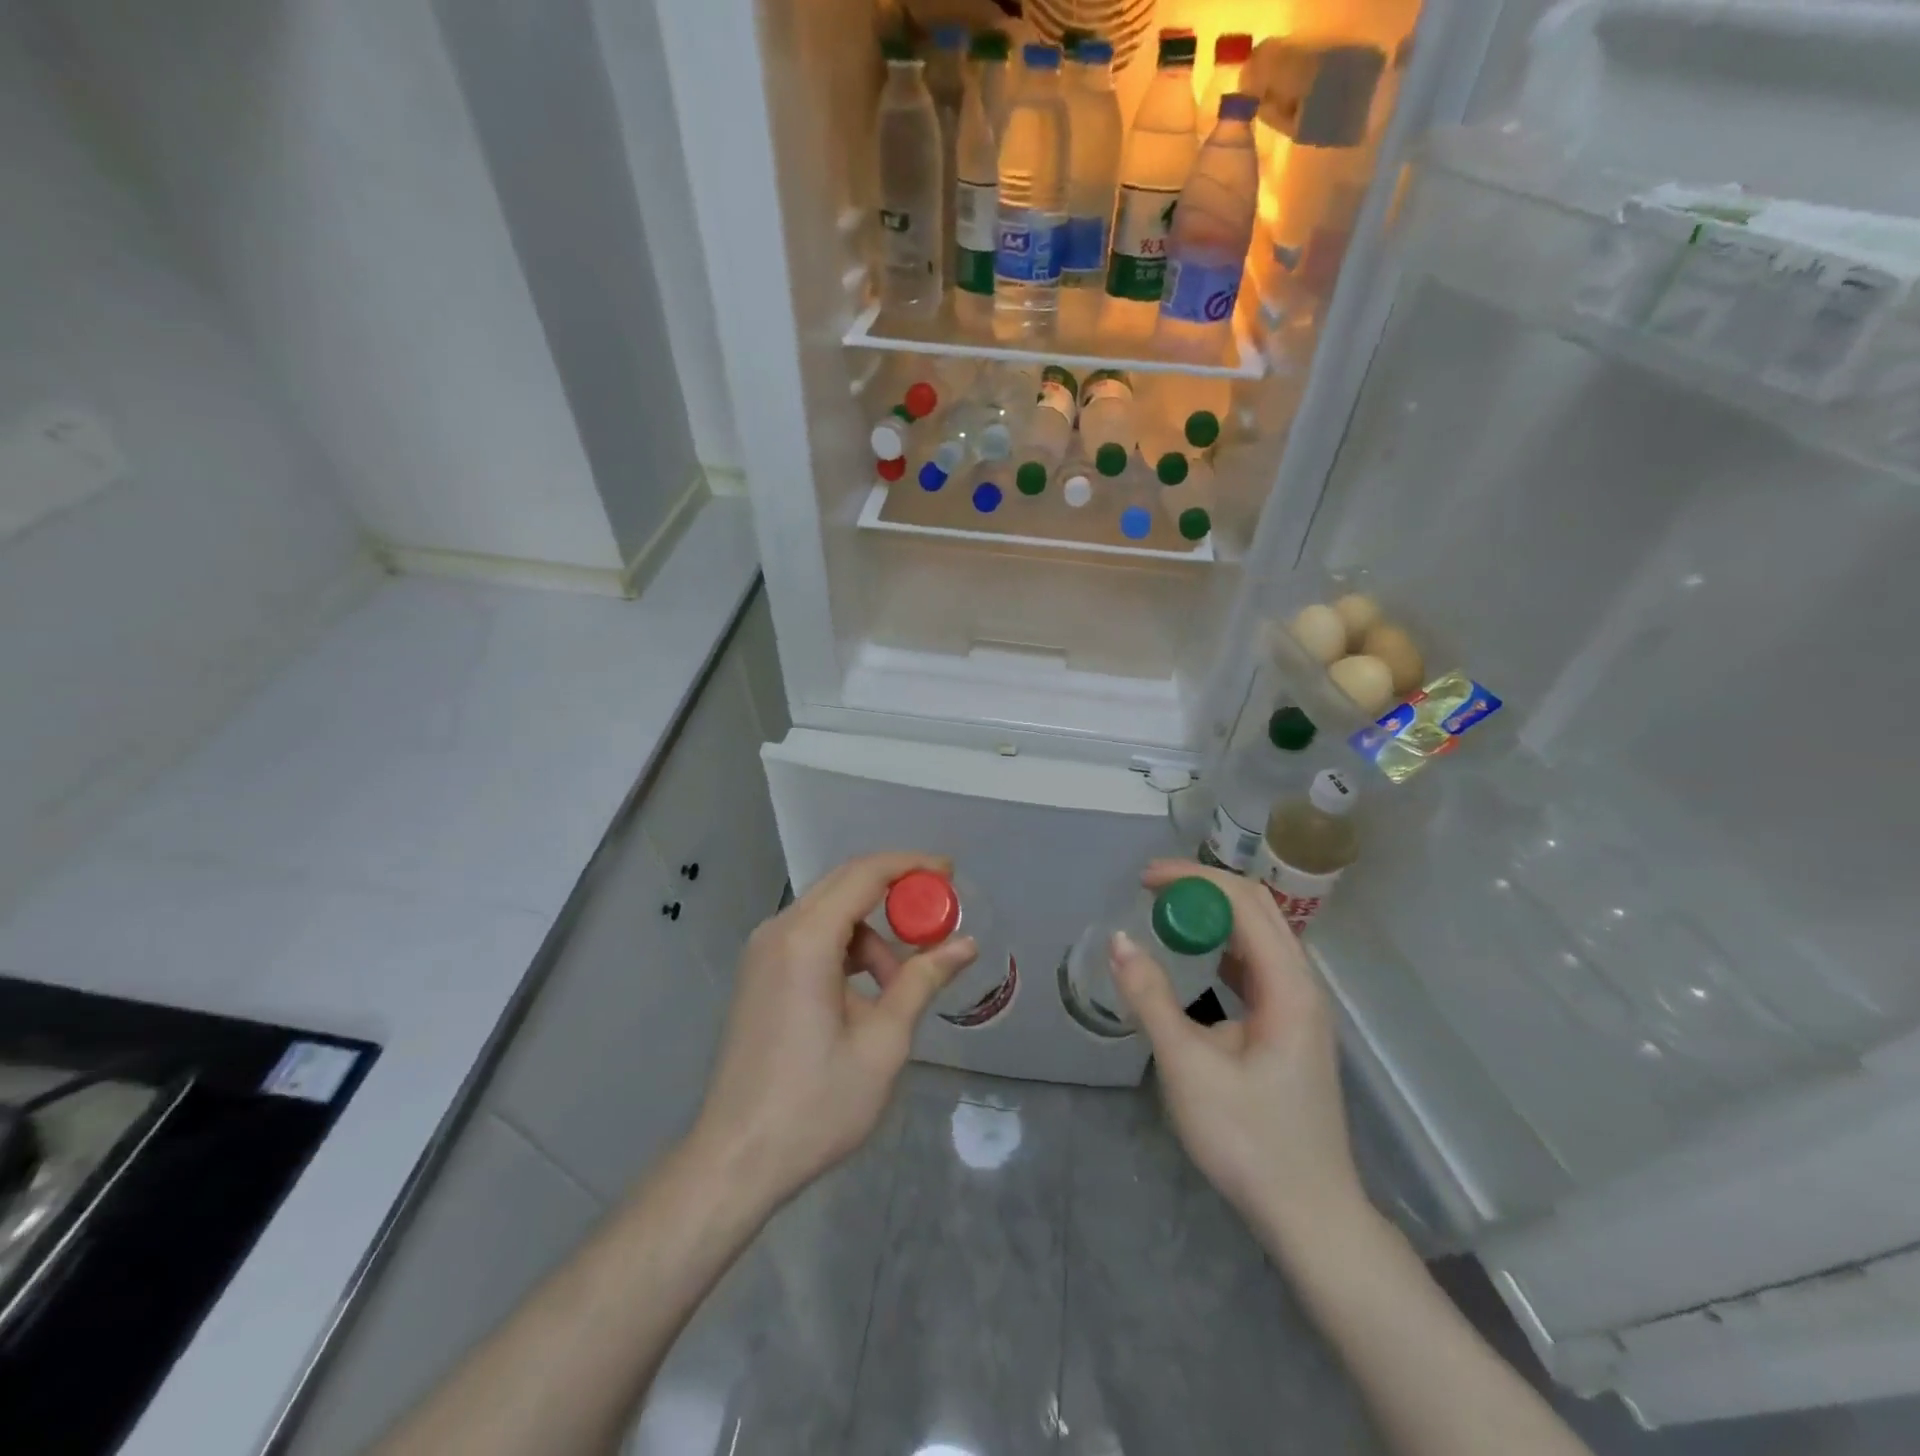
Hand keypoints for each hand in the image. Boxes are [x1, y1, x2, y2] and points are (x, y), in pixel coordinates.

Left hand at [690, 852, 977, 1210]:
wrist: (736, 1159)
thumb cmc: (816, 1103)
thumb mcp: (883, 1042)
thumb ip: (922, 981)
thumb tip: (965, 943)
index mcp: (806, 940)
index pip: (865, 875)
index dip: (911, 866)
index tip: (950, 873)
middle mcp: (778, 931)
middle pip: (844, 884)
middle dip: (896, 893)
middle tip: (939, 914)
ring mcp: (763, 952)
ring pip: (829, 914)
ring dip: (872, 934)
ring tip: (899, 986)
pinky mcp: (759, 974)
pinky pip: (811, 938)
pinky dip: (846, 950)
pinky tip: (865, 994)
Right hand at [1109, 859, 1364, 1239]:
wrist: (1310, 1216)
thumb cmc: (1249, 1140)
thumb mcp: (1188, 1067)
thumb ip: (1151, 998)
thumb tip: (1118, 940)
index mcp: (1289, 987)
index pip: (1244, 901)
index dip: (1194, 878)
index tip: (1143, 880)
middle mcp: (1302, 985)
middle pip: (1258, 908)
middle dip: (1203, 887)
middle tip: (1150, 888)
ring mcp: (1301, 1006)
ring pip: (1260, 934)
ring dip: (1214, 914)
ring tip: (1166, 913)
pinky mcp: (1291, 1026)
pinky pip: (1257, 964)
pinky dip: (1222, 945)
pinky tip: (1194, 957)